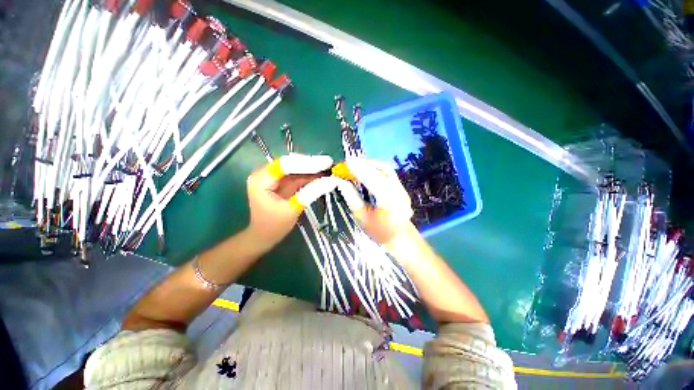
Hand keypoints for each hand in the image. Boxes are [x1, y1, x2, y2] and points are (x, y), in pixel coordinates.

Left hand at [246, 154, 332, 248]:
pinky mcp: (281, 182)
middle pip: (291, 163)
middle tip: (329, 164)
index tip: (327, 162)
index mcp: (261, 179)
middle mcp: (265, 173)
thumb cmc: (273, 226)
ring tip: (329, 168)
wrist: (263, 236)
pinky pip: (297, 175)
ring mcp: (273, 177)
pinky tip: (321, 175)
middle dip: (311, 164)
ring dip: (312, 168)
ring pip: (295, 167)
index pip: (286, 164)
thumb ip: (310, 193)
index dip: (308, 162)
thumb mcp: (293, 209)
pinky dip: (309, 176)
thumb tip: (331, 181)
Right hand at [338, 158, 415, 244]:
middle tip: (349, 163)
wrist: (400, 237)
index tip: (346, 163)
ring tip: (356, 165)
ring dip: (370, 164)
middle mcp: (398, 190)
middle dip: (364, 163)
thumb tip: (340, 181)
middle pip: (382, 168)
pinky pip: (387, 172)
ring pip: (386, 168)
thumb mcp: (361, 216)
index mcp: (389, 201)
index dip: (359, 169)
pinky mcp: (401, 186)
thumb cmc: (378, 231)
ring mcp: (402, 187)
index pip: (372, 179)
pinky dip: (375, 168)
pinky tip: (366, 170)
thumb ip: (351, 197)